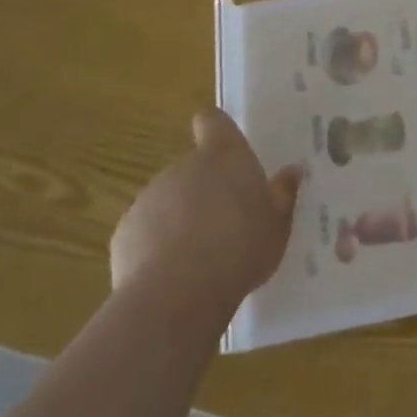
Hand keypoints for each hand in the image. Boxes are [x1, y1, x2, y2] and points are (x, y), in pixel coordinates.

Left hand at [110, 109, 304, 308]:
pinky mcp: (124, 233)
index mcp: (224, 157)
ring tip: (202, 256)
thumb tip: (292, 171)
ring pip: (170, 200)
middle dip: (207, 189)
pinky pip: (147, 232)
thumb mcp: (278, 225)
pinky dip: (158, 246)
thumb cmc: (239, 248)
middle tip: (227, 222)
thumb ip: (283, 194)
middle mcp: (183, 167)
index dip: (216, 129)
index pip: (212, 120)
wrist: (175, 295)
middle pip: (194, 167)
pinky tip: (173, 276)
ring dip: (182, 218)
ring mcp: (149, 198)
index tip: (225, 146)